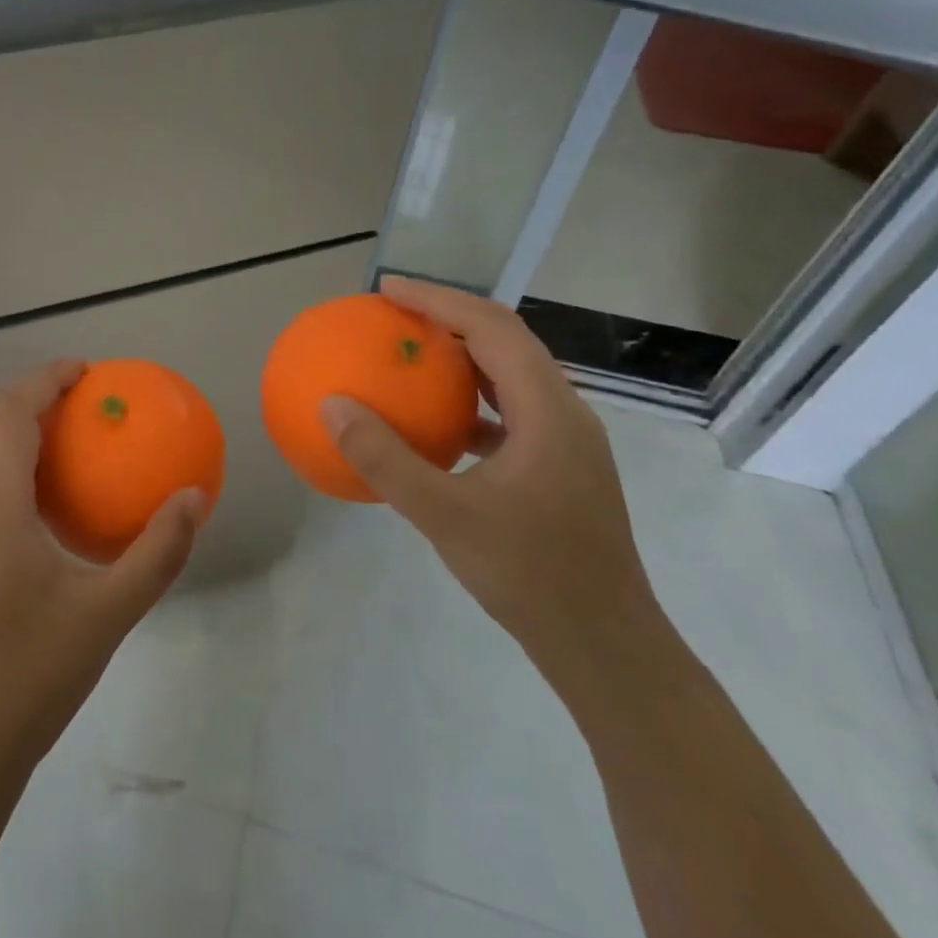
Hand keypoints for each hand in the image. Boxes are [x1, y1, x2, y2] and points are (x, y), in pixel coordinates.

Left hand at [0, 358, 207, 787]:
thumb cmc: (29, 678)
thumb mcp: (107, 614)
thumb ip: (157, 551)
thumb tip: (194, 497)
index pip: (12, 413)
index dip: (46, 379)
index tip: (86, 370)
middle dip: (27, 393)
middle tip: (77, 395)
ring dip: (8, 425)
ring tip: (60, 434)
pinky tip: (38, 497)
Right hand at [319, 277, 662, 678]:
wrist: (605, 647)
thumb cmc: (530, 576)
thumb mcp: (444, 516)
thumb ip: (385, 459)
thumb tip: (331, 405)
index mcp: (548, 411)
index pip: (492, 328)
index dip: (439, 300)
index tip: (387, 289)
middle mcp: (565, 412)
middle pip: (506, 339)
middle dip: (449, 315)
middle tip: (394, 312)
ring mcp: (567, 440)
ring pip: (510, 373)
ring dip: (462, 354)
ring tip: (412, 351)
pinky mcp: (559, 466)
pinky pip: (509, 410)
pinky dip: (470, 398)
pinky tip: (436, 421)